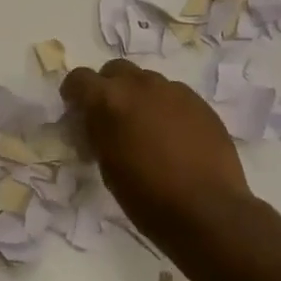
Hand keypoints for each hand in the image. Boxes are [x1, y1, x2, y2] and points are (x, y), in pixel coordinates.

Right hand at [62, 60, 255, 249]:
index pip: (80, 78)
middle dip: (108, 87)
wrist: (206, 210)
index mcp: (109, 100)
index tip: (76, 109)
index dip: (74, 92)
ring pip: (147, 81)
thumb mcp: (106, 165)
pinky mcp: (200, 103)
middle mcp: (141, 85)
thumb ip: (98, 133)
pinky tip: (173, 135)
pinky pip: (174, 95)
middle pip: (116, 70)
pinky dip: (165, 107)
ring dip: (139, 97)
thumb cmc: (146, 196)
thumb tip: (96, 122)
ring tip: (145, 127)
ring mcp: (174, 91)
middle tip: (111, 116)